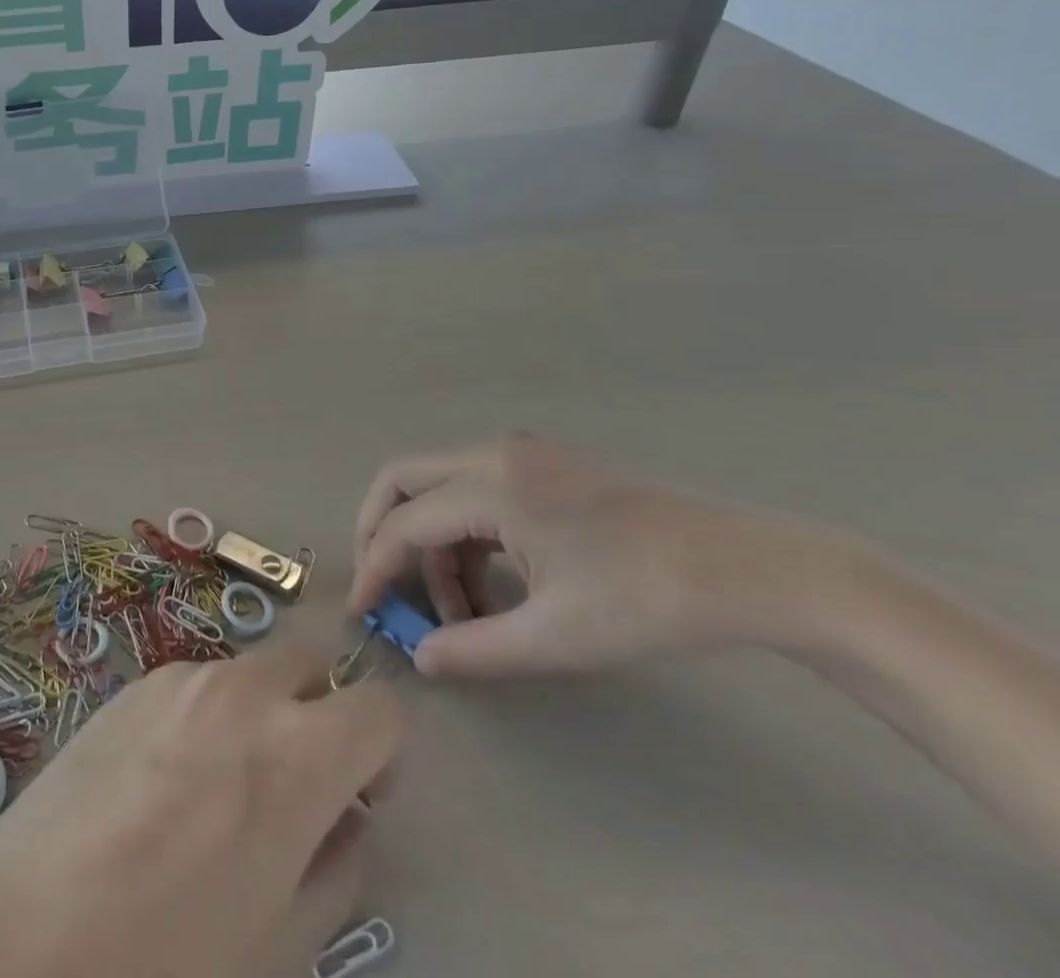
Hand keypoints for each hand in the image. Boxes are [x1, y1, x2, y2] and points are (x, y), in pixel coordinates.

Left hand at [0, 644, 404, 977]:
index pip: (380, 708)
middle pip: (312, 664)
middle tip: (295, 776)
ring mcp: (187, 676)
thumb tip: (346, 820)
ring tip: (218, 781)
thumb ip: (336, 865)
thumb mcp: (284, 935)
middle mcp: (248, 691)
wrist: (40, 914)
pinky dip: (206, 713)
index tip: (361, 792)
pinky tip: (165, 775)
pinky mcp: (139, 679)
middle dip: (321, 710)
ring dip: (259, 710)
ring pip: (250, 672)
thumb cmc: (174, 950)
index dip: (384, 750)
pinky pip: (196, 683)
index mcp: (301, 753)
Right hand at [349, 434, 837, 677]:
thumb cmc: (647, 600)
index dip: (375, 569)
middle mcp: (491, 454)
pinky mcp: (541, 465)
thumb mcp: (557, 636)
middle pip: (402, 480)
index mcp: (489, 485)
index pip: (404, 524)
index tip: (361, 611)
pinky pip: (474, 491)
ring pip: (438, 487)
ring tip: (462, 611)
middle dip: (381, 532)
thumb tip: (421, 658)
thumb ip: (476, 647)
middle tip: (383, 586)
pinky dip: (465, 534)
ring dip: (432, 543)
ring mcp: (518, 453)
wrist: (748, 570)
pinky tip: (493, 584)